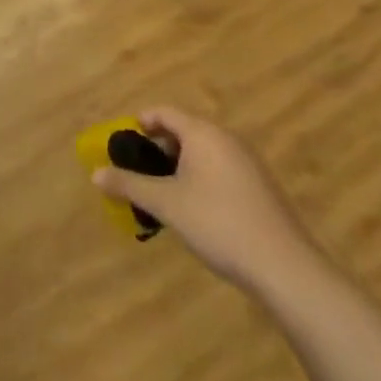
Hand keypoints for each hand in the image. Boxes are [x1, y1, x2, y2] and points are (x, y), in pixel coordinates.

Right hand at [92, 108, 322, 293]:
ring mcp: (248, 164)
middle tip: (137, 170)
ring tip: (160, 193)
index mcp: (203, 134)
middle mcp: (227, 140)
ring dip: (178, 166)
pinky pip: (220, 170)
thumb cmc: (217, 223)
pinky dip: (199, 179)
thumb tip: (95, 174)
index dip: (140, 122)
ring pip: (203, 153)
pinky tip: (193, 210)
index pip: (165, 113)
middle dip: (157, 148)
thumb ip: (129, 185)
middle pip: (184, 131)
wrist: (284, 267)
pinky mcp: (260, 188)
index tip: (122, 142)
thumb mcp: (165, 203)